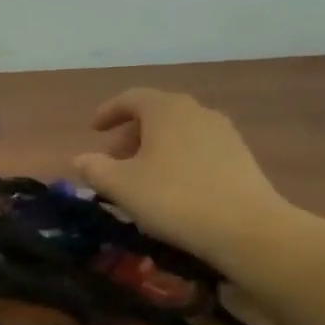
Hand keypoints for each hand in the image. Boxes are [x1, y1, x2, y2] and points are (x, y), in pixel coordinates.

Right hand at [71, 88, 293, 275]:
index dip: (108, 111)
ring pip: (178, 132)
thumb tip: (80, 159)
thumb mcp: (122, 186)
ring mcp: (223, 132)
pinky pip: (197, 148)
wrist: (244, 227)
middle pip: (156, 114)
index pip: (131, 98)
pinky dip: (176, 158)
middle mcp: (196, 111)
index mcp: (166, 110)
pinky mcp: (239, 156)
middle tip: (113, 160)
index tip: (93, 129)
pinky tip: (171, 187)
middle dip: (130, 134)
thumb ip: (95, 169)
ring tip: (140, 177)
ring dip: (154, 148)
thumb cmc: (173, 198)